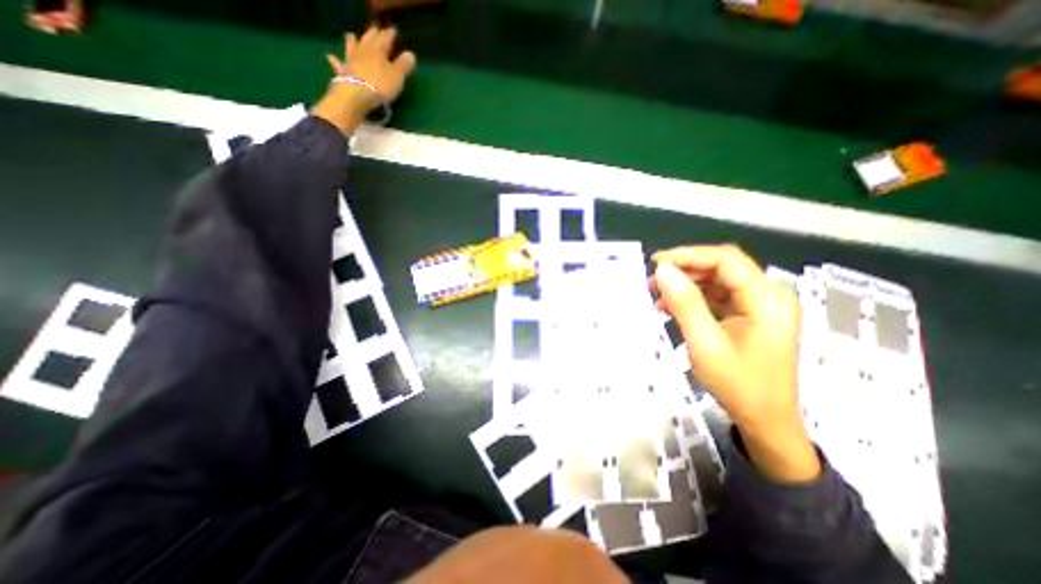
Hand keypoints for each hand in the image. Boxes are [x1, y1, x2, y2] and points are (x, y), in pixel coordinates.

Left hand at [310, 25, 418, 134]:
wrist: (357, 94)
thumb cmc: (381, 84)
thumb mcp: (398, 76)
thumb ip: (404, 65)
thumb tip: (410, 54)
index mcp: (378, 49)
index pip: (385, 37)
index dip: (390, 34)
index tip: (394, 31)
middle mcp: (363, 49)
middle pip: (369, 38)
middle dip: (373, 33)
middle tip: (376, 30)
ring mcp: (351, 59)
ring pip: (351, 45)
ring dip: (353, 40)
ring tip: (352, 35)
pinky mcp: (342, 71)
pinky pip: (337, 63)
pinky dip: (334, 59)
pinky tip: (330, 56)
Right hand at [654, 244, 816, 480]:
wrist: (765, 422)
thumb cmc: (738, 386)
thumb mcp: (705, 344)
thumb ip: (685, 304)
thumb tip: (662, 270)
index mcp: (767, 300)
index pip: (726, 260)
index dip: (689, 256)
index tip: (657, 263)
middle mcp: (769, 296)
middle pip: (724, 267)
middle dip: (686, 269)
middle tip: (654, 278)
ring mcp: (761, 307)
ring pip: (719, 281)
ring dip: (687, 284)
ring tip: (658, 292)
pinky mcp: (750, 317)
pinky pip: (719, 297)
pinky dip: (695, 299)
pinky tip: (672, 307)